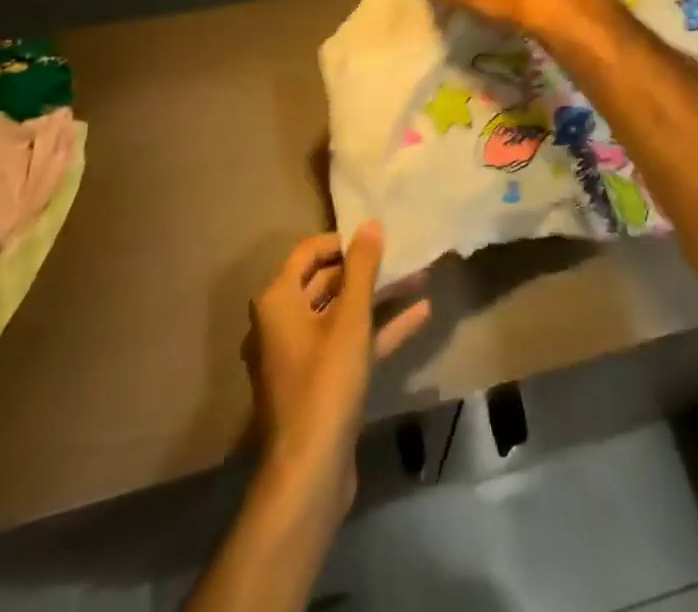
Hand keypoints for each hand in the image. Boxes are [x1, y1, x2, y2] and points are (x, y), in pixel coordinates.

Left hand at [248, 223, 430, 510]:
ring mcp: (300, 356)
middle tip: (401, 255)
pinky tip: (420, 316)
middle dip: (366, 269)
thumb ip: (362, 267)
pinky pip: (349, 344)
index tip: (376, 237)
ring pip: (342, 314)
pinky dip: (380, 330)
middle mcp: (281, 323)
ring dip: (378, 298)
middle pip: (325, 281)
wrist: (309, 474)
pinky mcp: (319, 383)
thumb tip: (371, 223)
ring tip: (418, 278)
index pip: (308, 252)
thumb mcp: (350, 319)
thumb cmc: (325, 383)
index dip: (342, 241)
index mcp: (277, 301)